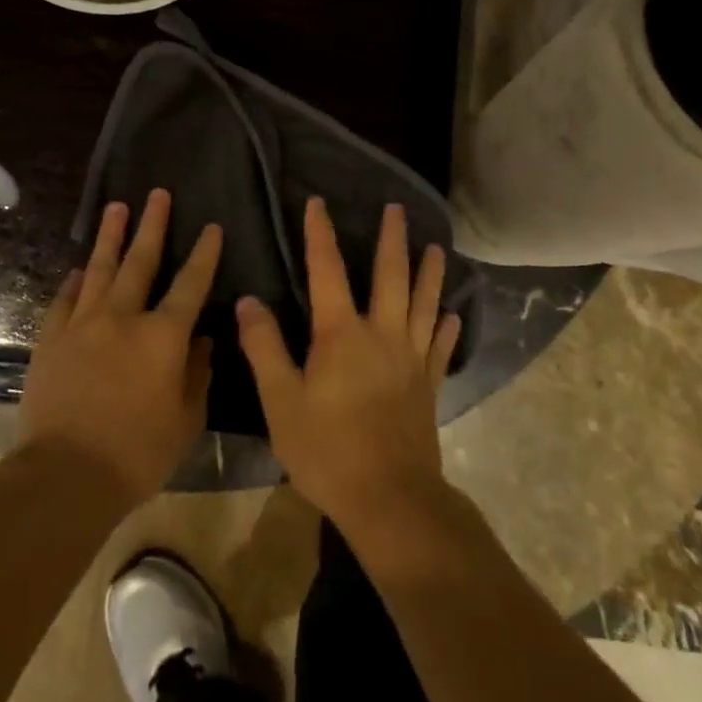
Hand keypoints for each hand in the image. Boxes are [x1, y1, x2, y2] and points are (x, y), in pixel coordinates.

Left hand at [19, 189, 221, 504]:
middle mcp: (123, 317)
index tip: (212, 227)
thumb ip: (197, 374)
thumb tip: (200, 341)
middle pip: (140, 261)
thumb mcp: (186, 420)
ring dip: (110, 236)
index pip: (191, 284)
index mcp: (163, 336)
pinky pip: (64, 300)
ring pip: (98, 269)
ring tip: (116, 208)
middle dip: (152, 225)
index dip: (204, 253)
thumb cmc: (138, 453)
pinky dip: (73, 282)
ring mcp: (82, 325)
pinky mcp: (51, 340)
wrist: (65, 476)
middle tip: (157, 194)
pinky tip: (77, 270)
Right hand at [236, 199, 460, 537]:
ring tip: (436, 248)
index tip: (318, 202)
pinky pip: (441, 348)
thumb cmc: (328, 450)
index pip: (327, 270)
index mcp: (342, 334)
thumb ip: (264, 348)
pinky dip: (446, 328)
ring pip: (424, 304)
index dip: (320, 234)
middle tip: (397, 209)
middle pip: (391, 276)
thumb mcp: (281, 401)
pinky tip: (452, 317)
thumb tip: (248, 302)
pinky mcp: (429, 385)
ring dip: (429, 274)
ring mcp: (411, 359)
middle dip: (392, 239)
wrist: (389, 498)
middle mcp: (382, 334)